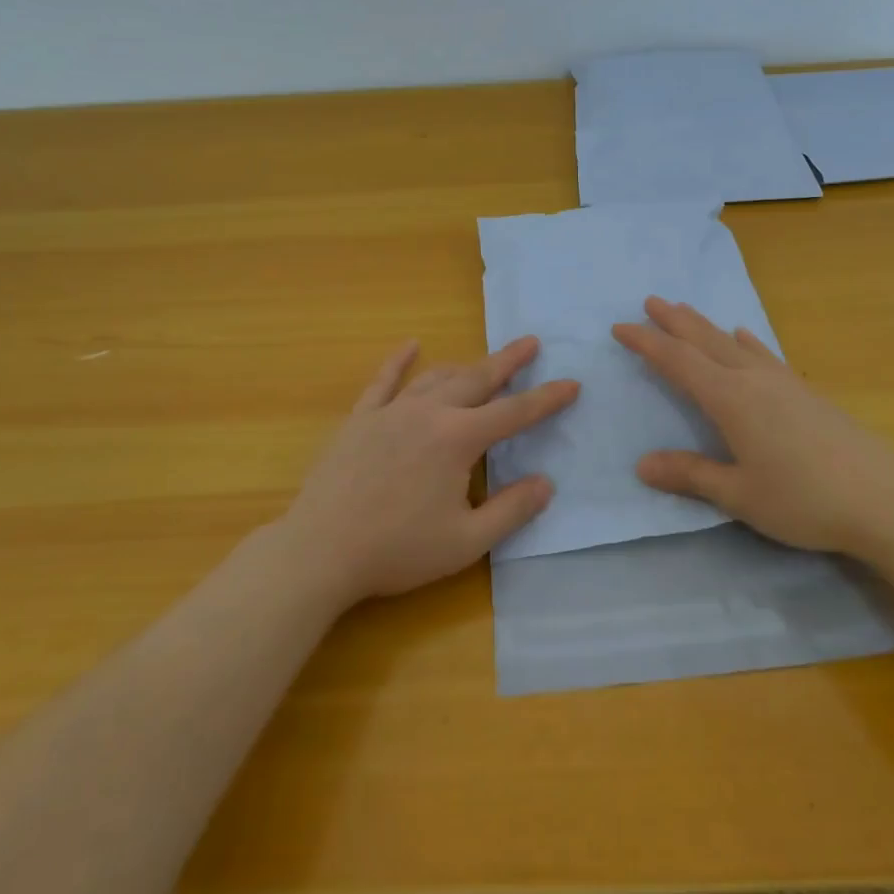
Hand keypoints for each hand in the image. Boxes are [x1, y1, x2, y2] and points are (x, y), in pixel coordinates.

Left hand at [276, 336, 579, 607]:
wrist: (321, 550)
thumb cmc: (398, 550)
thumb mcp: (466, 541)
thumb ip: (511, 510)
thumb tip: (546, 483)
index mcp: (458, 439)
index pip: (514, 413)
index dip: (546, 399)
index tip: (571, 383)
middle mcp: (429, 413)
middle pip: (477, 379)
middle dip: (508, 362)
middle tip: (530, 343)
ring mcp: (391, 411)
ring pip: (436, 377)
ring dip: (464, 365)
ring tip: (483, 360)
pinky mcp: (360, 419)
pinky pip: (383, 381)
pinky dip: (399, 361)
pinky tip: (410, 346)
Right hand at [612, 297, 893, 557]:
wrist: (885, 497)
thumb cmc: (803, 498)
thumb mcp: (738, 494)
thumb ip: (690, 475)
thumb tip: (641, 464)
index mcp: (729, 399)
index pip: (677, 362)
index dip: (646, 344)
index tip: (620, 328)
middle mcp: (752, 379)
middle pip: (705, 341)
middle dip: (674, 321)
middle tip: (649, 301)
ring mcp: (782, 381)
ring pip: (732, 343)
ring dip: (704, 326)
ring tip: (685, 309)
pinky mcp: (805, 392)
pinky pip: (764, 354)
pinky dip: (746, 342)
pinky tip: (744, 336)